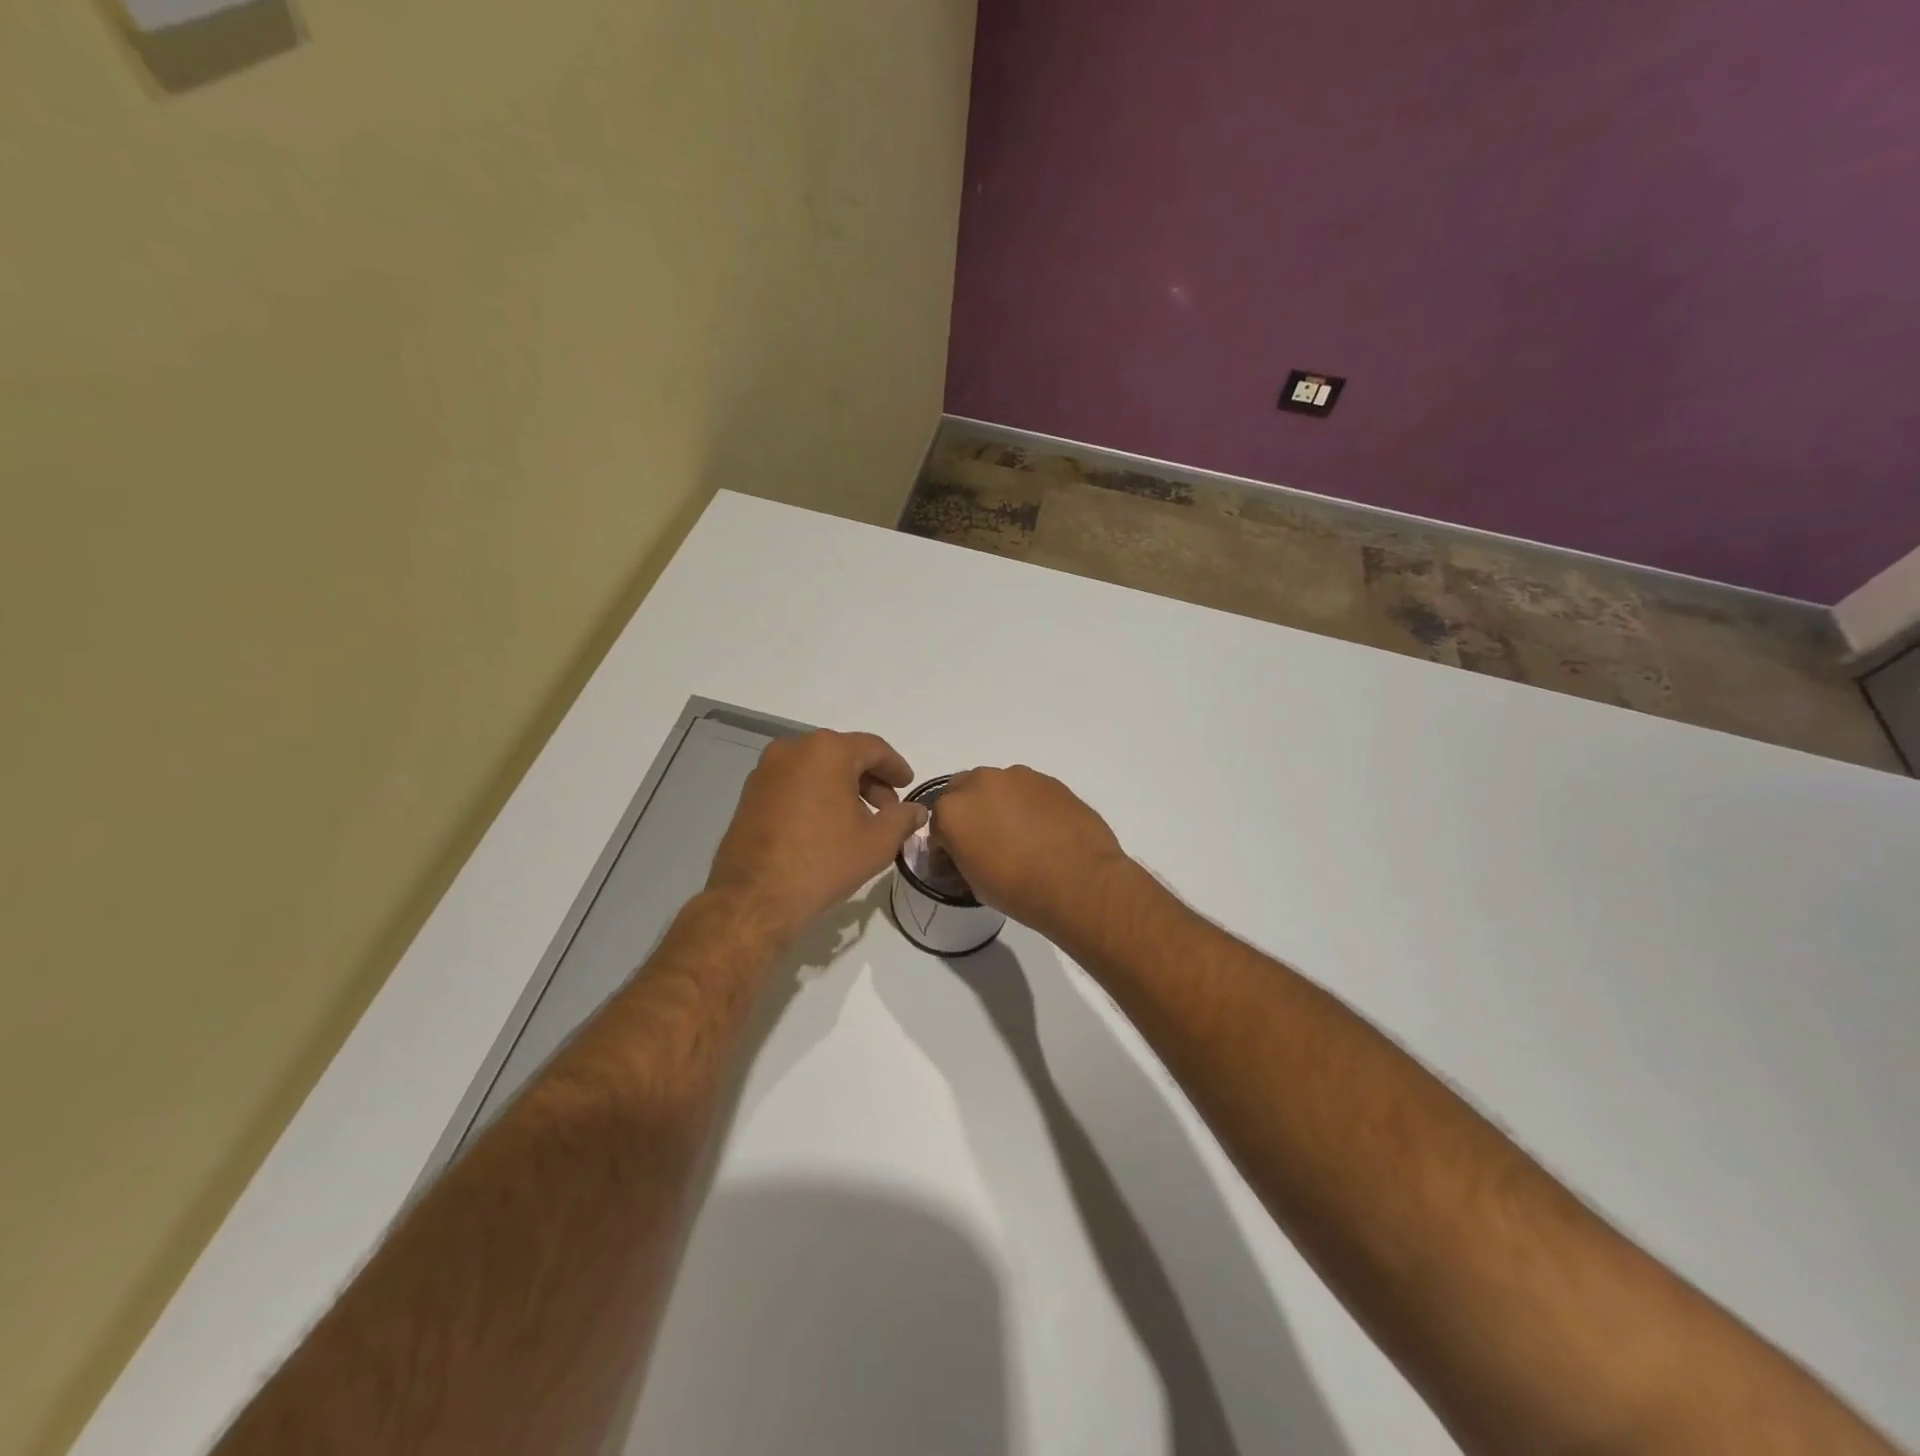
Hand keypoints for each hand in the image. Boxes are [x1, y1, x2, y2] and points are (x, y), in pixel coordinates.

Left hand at [706, 730, 924, 941]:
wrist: (754, 897)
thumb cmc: (823, 861)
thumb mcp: (877, 842)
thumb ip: (902, 819)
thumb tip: (916, 811)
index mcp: (827, 751)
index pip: (873, 748)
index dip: (895, 767)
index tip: (908, 785)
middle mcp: (793, 748)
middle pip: (843, 755)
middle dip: (870, 779)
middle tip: (887, 808)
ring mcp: (766, 769)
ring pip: (816, 768)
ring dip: (842, 787)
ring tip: (858, 820)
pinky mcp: (750, 792)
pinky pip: (794, 782)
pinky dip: (815, 794)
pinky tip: (826, 825)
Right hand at [929, 765, 1132, 940]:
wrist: (1079, 882)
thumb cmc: (1019, 890)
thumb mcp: (975, 883)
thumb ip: (962, 856)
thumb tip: (968, 850)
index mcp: (952, 811)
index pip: (936, 823)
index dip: (946, 843)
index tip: (958, 859)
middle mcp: (980, 783)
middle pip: (963, 792)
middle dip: (969, 812)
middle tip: (986, 840)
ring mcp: (1017, 777)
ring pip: (997, 786)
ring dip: (999, 804)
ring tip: (1019, 834)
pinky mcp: (1049, 780)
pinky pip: (1027, 790)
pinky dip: (1028, 804)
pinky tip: (1043, 829)